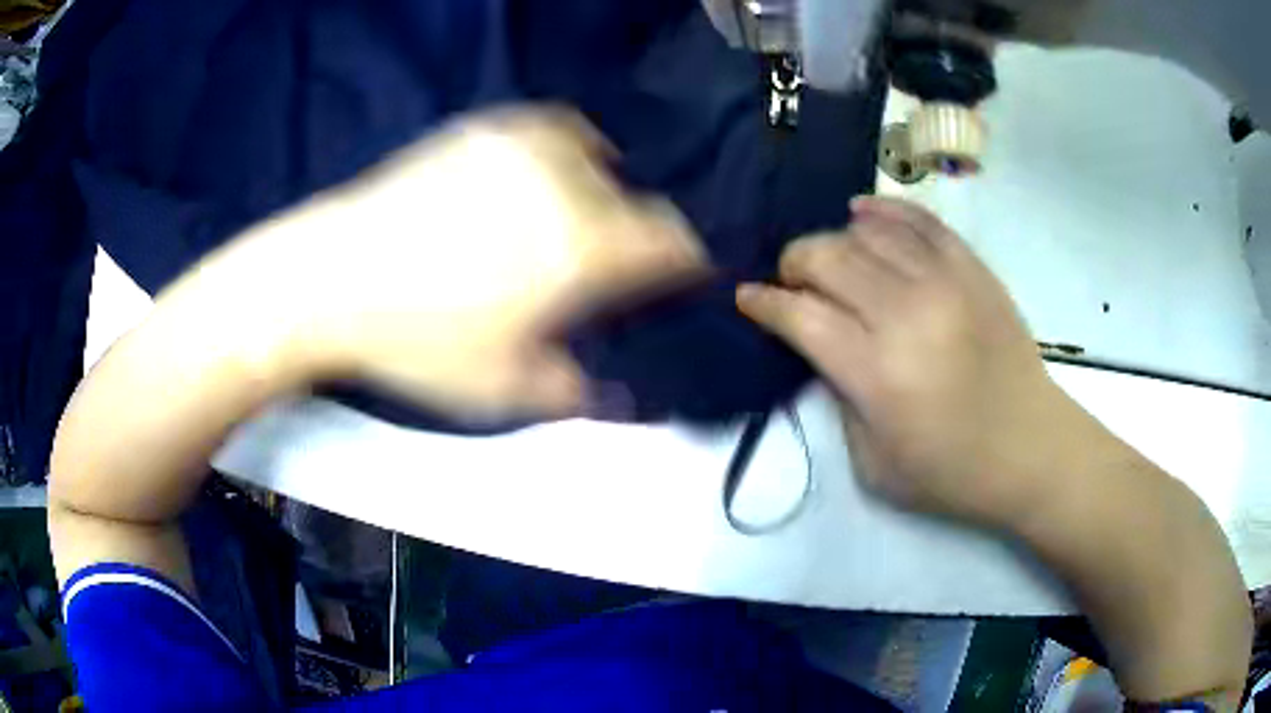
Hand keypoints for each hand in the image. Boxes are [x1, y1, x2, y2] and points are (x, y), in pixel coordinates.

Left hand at [166, 108, 706, 421]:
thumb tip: (631, 400)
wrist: (329, 280)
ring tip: (581, 214)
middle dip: (637, 232)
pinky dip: (565, 149)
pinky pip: (549, 126)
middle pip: (636, 198)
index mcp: (581, 247)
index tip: (680, 277)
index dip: (685, 260)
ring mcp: (521, 146)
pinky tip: (543, 174)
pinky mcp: (482, 129)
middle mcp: (565, 183)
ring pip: (597, 153)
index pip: (670, 241)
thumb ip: (579, 393)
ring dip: (604, 186)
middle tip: (612, 265)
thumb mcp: (504, 389)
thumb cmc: (417, 342)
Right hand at [737, 196, 1075, 525]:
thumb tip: (820, 347)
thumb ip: (838, 398)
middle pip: (826, 257)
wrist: (1032, 449)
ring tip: (833, 261)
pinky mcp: (972, 268)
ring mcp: (944, 282)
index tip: (748, 298)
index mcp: (876, 372)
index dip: (764, 302)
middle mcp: (905, 313)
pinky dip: (883, 211)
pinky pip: (919, 219)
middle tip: (793, 283)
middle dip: (794, 264)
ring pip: (866, 231)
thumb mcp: (873, 465)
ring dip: (835, 241)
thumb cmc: (951, 473)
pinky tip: (863, 215)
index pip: (799, 314)